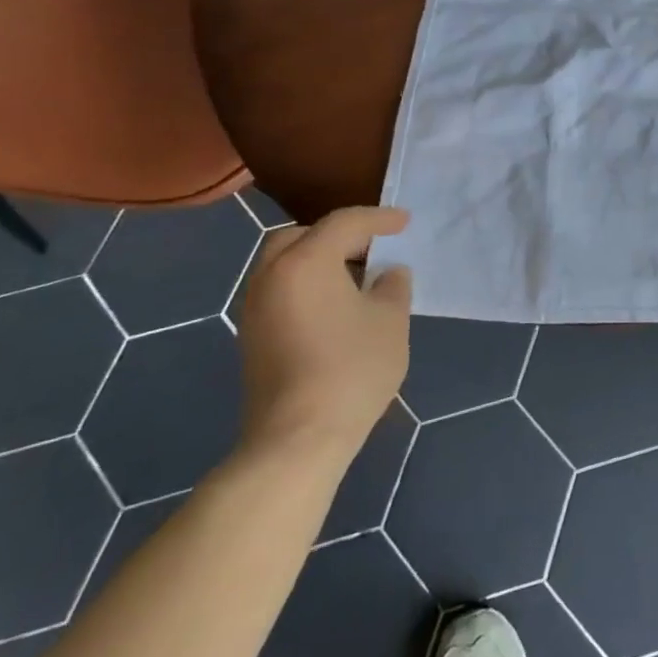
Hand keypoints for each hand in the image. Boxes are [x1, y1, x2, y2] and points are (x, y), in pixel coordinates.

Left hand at [236, 206, 412, 466]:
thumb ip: (392, 286)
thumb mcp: (390, 320)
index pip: (344, 222)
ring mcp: (255, 307)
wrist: (298, 438)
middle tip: (372, 247)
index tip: (405, 222)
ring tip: (358, 277)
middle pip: (301, 236)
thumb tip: (387, 273)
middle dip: (338, 235)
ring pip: (286, 264)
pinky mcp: (252, 335)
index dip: (379, 218)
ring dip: (320, 260)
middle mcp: (272, 275)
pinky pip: (281, 289)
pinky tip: (336, 306)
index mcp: (306, 262)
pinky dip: (307, 283)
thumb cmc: (351, 369)